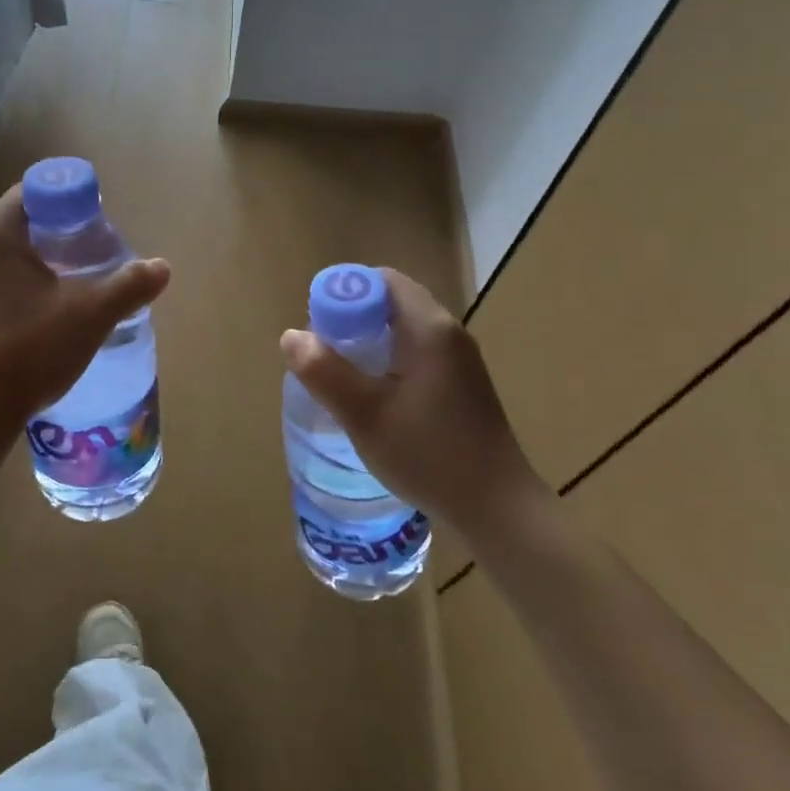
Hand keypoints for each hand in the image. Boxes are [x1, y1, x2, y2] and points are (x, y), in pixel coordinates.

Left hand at [0, 184, 170, 440]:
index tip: (87, 228)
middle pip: (10, 232)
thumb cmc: (30, 352)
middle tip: (78, 270)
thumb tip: (162, 267)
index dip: (63, 204)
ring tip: (50, 305)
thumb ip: (129, 285)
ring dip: (19, 276)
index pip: (29, 195)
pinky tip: (15, 334)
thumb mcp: (91, 317)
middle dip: (45, 244)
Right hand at [280, 269, 538, 531]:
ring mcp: (459, 360)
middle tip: (324, 356)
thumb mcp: (365, 415)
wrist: (498, 509)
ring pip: (403, 330)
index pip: (381, 281)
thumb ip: (325, 372)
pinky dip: (388, 361)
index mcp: (428, 328)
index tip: (319, 328)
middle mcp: (448, 333)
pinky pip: (416, 353)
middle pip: (391, 303)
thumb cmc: (429, 455)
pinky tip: (374, 398)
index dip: (344, 295)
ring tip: (342, 378)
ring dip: (368, 343)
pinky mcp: (462, 384)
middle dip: (352, 321)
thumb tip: (292, 336)